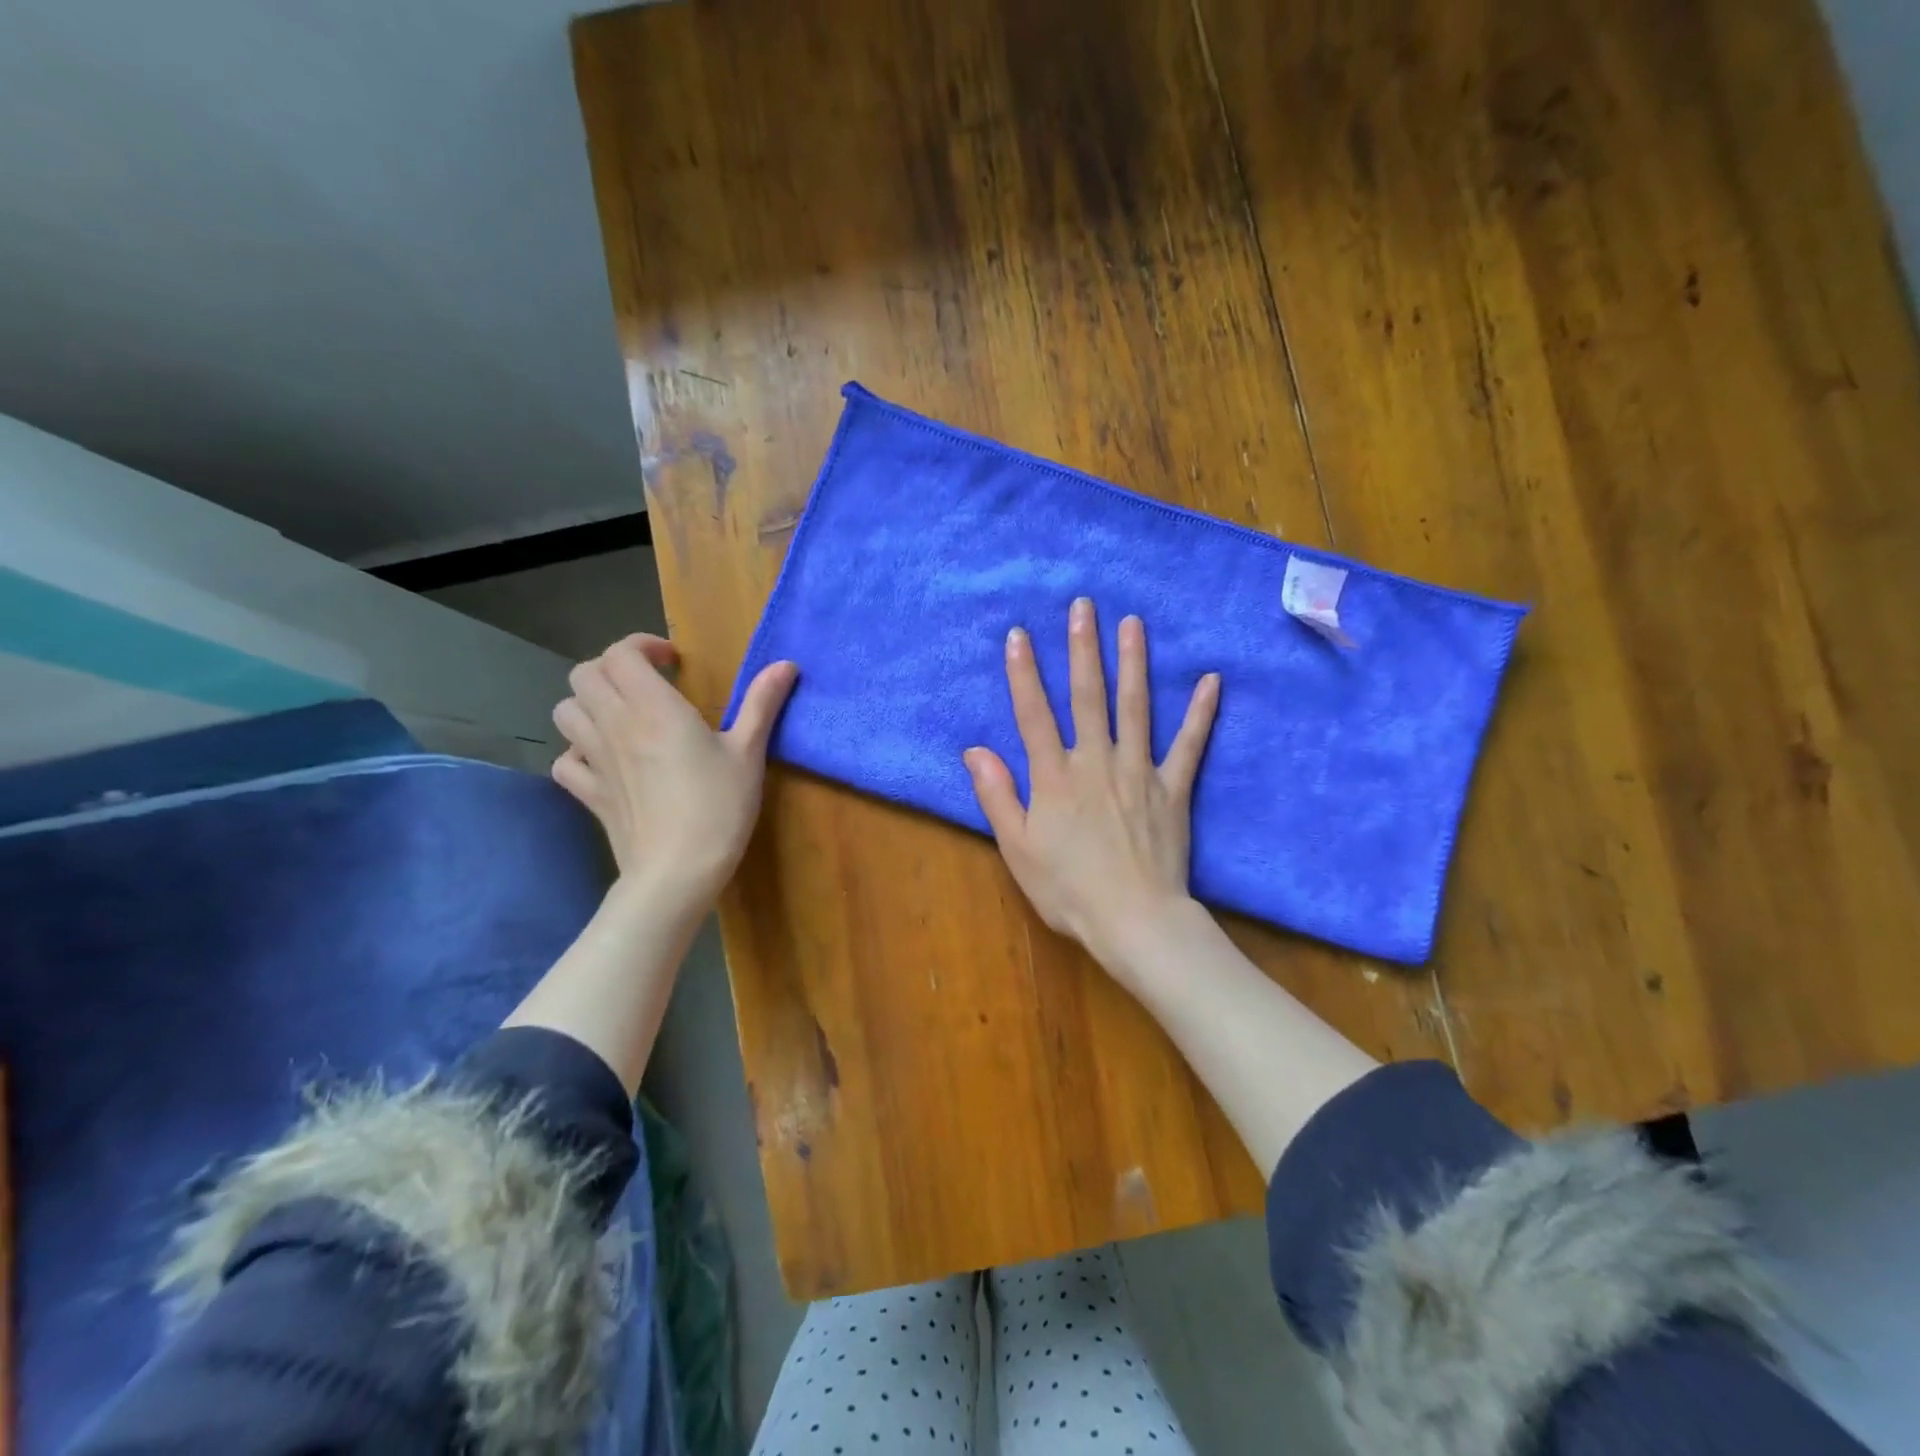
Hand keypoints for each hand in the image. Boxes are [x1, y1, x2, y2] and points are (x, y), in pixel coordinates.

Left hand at [550, 634, 797, 902]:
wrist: (677, 871)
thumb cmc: (719, 807)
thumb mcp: (749, 753)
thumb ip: (762, 703)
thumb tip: (785, 663)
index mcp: (654, 708)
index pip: (621, 653)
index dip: (642, 646)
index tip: (673, 661)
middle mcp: (615, 724)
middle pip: (585, 674)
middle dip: (613, 669)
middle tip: (648, 684)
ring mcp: (594, 759)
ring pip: (565, 711)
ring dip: (590, 703)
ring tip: (623, 715)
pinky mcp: (588, 793)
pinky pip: (564, 760)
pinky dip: (578, 751)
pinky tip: (606, 760)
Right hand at [964, 599, 1219, 976]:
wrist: (1135, 921)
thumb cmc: (1068, 890)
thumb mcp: (1017, 848)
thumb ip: (996, 795)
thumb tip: (975, 750)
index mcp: (1055, 777)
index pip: (1034, 714)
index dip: (1024, 673)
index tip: (1019, 634)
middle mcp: (1096, 762)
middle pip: (1087, 697)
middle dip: (1083, 649)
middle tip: (1084, 605)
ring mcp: (1139, 772)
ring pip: (1136, 708)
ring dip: (1133, 663)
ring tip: (1133, 623)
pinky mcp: (1174, 789)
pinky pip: (1189, 745)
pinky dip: (1201, 713)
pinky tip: (1212, 681)